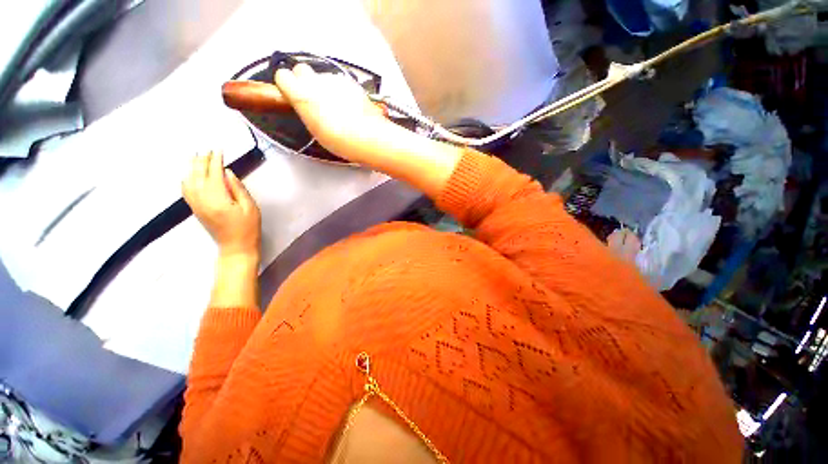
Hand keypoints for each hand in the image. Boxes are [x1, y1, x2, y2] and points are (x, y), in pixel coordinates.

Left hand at [182, 151, 260, 258]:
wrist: (236, 246)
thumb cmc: (248, 227)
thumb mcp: (250, 207)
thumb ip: (238, 188)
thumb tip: (227, 173)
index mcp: (218, 198)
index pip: (213, 174)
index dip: (215, 160)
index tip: (219, 150)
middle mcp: (202, 199)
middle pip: (198, 175)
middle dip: (202, 161)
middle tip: (207, 150)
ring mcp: (196, 205)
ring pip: (188, 181)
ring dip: (191, 168)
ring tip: (196, 157)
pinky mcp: (195, 209)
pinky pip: (185, 191)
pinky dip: (186, 179)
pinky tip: (189, 175)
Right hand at [274, 63, 386, 160]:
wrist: (368, 136)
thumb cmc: (340, 140)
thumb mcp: (315, 130)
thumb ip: (306, 111)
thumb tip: (306, 106)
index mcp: (302, 94)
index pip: (282, 76)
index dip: (287, 85)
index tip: (290, 93)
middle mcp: (316, 81)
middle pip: (301, 69)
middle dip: (304, 80)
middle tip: (312, 98)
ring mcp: (335, 80)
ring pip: (322, 76)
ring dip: (325, 87)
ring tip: (336, 107)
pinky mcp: (351, 83)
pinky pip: (340, 82)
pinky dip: (340, 90)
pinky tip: (348, 105)